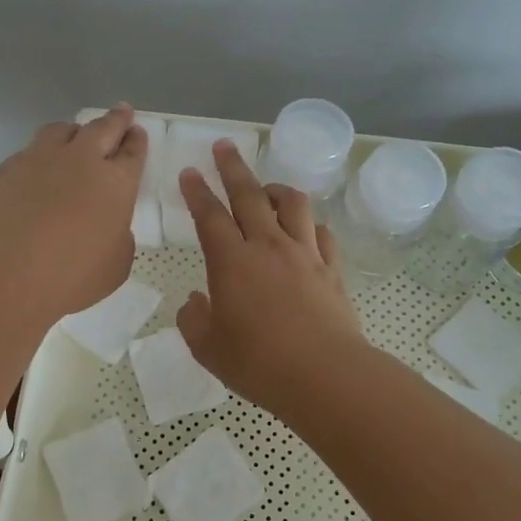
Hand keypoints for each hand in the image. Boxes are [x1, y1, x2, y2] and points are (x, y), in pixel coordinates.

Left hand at [0, 106, 146, 325]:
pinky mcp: (6, 169)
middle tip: (122, 112)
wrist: (1, 278)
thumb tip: (107, 224)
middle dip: (116, 119)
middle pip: (102, 128)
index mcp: (116, 183)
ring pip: (62, 130)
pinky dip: (41, 155)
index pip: (133, 152)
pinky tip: (37, 171)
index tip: (138, 132)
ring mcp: (39, 160)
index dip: (137, 141)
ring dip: (75, 131)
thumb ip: (118, 236)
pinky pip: (30, 151)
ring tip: (76, 137)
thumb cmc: (69, 279)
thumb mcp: (115, 265)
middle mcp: (80, 160)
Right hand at [176, 141, 366, 410]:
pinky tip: (304, 230)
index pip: (209, 215)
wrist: (324, 374)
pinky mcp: (331, 269)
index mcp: (231, 262)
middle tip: (224, 146)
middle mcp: (267, 246)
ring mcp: (304, 254)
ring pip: (292, 203)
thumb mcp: (208, 348)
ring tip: (266, 188)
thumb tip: (194, 301)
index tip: (189, 171)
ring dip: (275, 188)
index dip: (196, 191)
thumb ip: (194, 320)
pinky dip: (309, 224)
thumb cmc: (258, 363)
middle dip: (232, 167)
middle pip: (248, 194)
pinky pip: (321, 232)